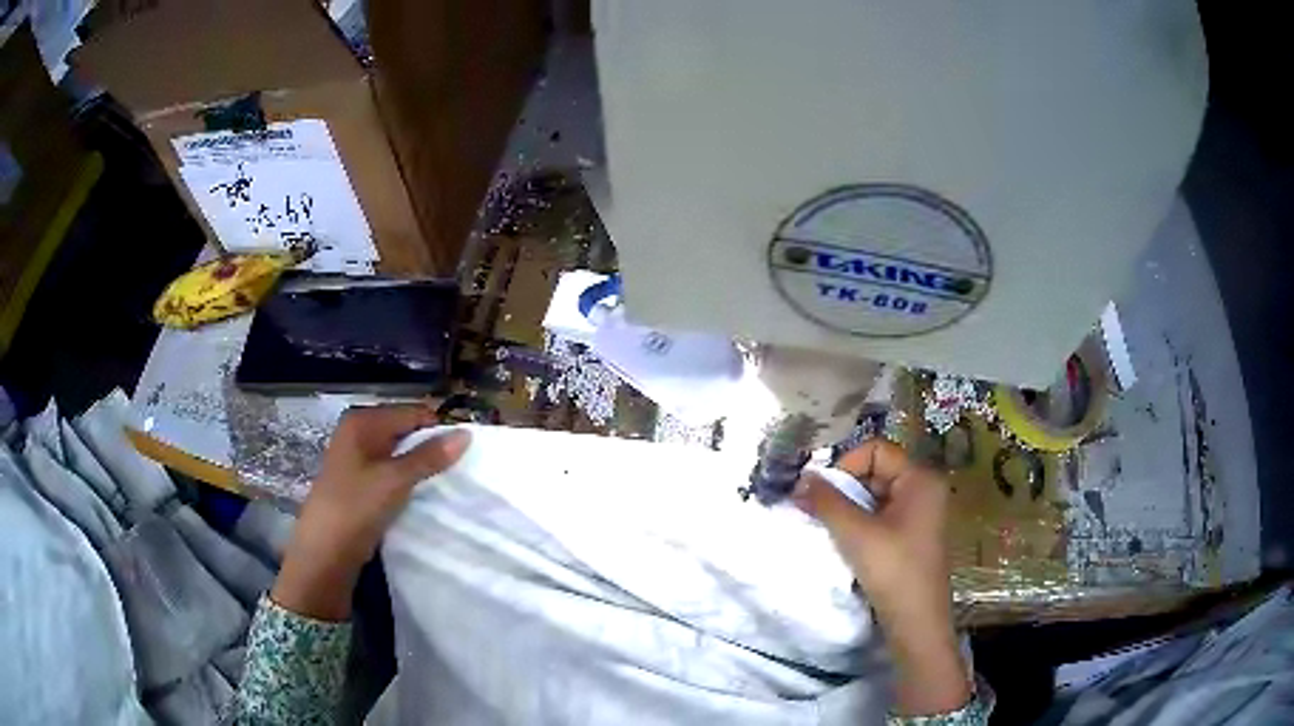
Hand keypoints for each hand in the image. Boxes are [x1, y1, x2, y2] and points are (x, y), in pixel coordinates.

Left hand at [272, 404, 471, 620]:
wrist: (325, 551)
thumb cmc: (356, 506)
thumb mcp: (395, 479)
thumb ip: (429, 456)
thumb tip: (466, 434)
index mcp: (362, 421)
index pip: (411, 412)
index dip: (438, 427)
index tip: (467, 447)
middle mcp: (358, 432)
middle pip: (404, 430)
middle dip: (430, 446)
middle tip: (461, 465)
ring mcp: (357, 458)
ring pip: (399, 453)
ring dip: (420, 465)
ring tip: (447, 480)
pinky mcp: (359, 481)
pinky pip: (390, 471)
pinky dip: (407, 478)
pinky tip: (423, 492)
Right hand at [793, 439, 969, 716]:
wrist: (916, 622)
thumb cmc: (893, 571)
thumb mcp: (855, 533)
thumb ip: (827, 502)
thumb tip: (801, 478)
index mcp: (920, 478)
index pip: (876, 450)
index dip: (845, 465)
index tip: (820, 491)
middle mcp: (924, 488)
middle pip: (875, 470)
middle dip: (843, 487)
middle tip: (816, 509)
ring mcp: (920, 513)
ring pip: (875, 494)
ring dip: (847, 507)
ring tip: (826, 526)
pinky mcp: (911, 534)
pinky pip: (880, 514)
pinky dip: (858, 522)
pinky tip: (843, 540)